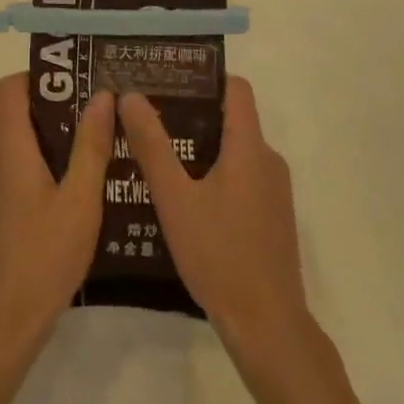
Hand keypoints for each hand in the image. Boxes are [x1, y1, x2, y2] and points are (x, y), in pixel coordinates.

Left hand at [0, 74, 114, 357]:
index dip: (40, 76)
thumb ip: (91, 146)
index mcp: (11, 149)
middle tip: (106, 114)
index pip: (10, 88)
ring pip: (28, 148)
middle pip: (23, 115)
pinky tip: (86, 193)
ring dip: (61, 143)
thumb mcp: (80, 201)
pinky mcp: (1, 213)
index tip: (78, 79)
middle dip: (63, 109)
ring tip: (105, 150)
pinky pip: (26, 173)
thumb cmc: (43, 257)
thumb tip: (101, 94)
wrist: (2, 325)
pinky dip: (52, 170)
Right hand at [119, 77, 307, 350]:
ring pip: (234, 151)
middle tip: (149, 115)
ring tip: (157, 152)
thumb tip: (130, 95)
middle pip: (232, 118)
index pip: (235, 88)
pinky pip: (241, 177)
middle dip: (191, 112)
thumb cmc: (220, 256)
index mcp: (250, 147)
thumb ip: (152, 146)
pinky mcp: (272, 217)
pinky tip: (182, 196)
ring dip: (200, 146)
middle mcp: (268, 160)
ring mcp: (274, 191)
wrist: (268, 327)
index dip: (204, 76)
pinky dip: (213, 173)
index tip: (167, 78)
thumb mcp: (175, 199)